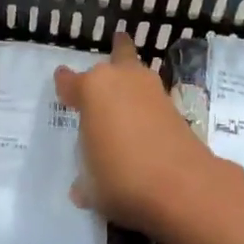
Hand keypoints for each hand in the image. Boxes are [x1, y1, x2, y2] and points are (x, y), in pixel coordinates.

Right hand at [55, 33, 227, 235]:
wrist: (181, 185)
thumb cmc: (120, 177)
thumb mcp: (90, 186)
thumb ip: (85, 180)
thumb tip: (83, 188)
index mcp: (92, 89)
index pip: (70, 82)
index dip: (65, 84)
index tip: (62, 82)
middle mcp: (122, 80)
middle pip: (118, 56)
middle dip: (114, 56)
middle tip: (111, 56)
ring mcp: (153, 91)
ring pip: (139, 73)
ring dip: (133, 78)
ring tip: (127, 86)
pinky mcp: (176, 108)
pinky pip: (153, 99)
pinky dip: (147, 105)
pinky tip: (142, 119)